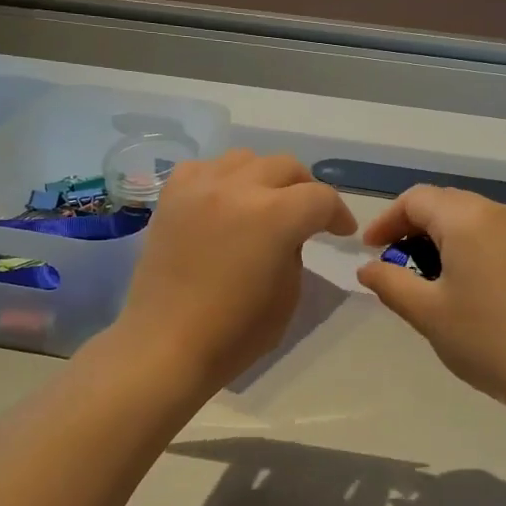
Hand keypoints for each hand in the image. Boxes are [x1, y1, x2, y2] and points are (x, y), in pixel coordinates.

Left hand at [114, 150, 355, 390]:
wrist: (165, 345)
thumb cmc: (233, 333)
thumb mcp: (288, 295)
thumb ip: (295, 251)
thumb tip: (288, 233)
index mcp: (274, 216)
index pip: (320, 198)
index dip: (338, 214)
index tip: (341, 232)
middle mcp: (237, 188)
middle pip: (285, 166)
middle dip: (305, 189)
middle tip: (308, 216)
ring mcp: (199, 187)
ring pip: (245, 159)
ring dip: (264, 178)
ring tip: (264, 203)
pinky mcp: (171, 197)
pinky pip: (204, 168)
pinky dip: (222, 179)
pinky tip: (223, 202)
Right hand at [357, 186, 505, 415]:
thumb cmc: (486, 339)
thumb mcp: (426, 313)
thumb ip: (390, 283)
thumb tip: (367, 268)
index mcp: (467, 219)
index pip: (416, 199)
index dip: (387, 221)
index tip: (370, 250)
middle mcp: (501, 214)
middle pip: (447, 204)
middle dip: (415, 226)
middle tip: (396, 262)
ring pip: (475, 219)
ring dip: (446, 238)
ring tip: (431, 277)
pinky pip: (500, 237)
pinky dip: (475, 249)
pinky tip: (473, 287)